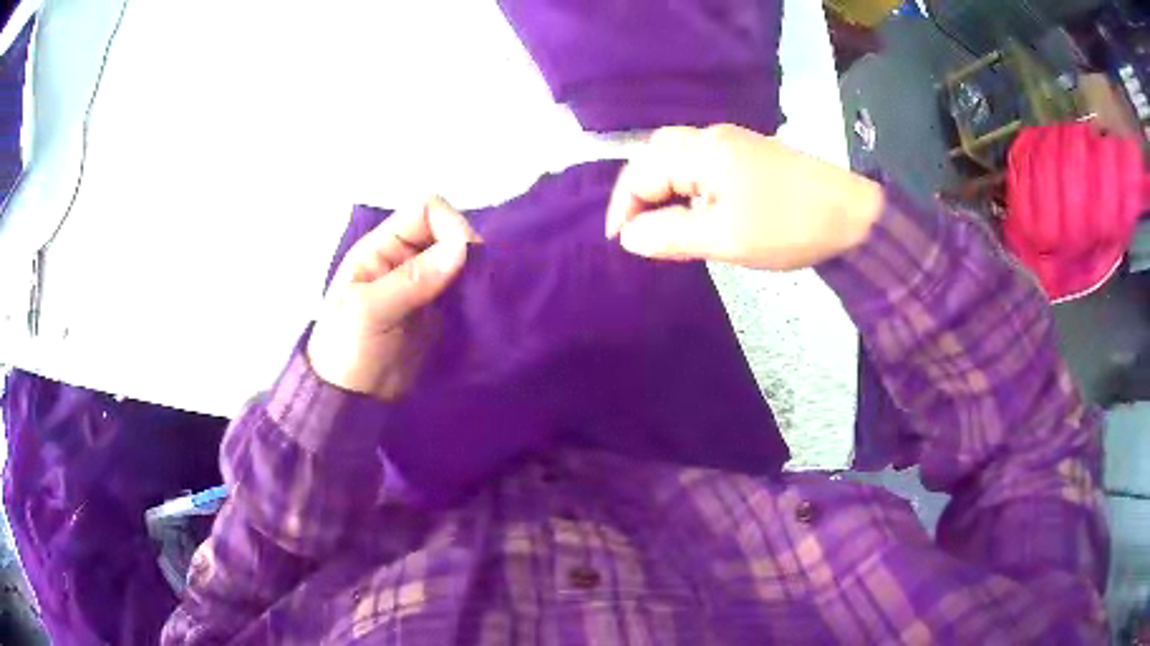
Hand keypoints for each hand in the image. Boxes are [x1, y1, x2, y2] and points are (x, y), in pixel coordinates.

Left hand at [307, 197, 477, 399]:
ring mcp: (423, 286)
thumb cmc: (346, 351)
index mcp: (381, 248)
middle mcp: (405, 259)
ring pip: (461, 261)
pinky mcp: (439, 312)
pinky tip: (481, 309)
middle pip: (448, 232)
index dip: (450, 225)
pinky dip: (477, 295)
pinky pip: (465, 290)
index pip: (426, 210)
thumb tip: (463, 248)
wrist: (351, 400)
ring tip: (483, 297)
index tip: (466, 259)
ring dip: (475, 274)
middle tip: (478, 283)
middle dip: (468, 250)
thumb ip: (412, 279)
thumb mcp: (369, 311)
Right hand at [606, 124, 884, 269]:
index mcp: (702, 151)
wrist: (855, 217)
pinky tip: (700, 214)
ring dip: (666, 192)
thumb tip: (628, 237)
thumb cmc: (789, 227)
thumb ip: (670, 235)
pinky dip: (690, 189)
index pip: (641, 171)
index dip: (624, 207)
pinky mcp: (751, 156)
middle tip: (642, 231)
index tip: (621, 244)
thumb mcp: (725, 238)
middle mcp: (712, 138)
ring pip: (681, 161)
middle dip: (642, 193)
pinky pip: (704, 167)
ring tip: (667, 228)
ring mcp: (734, 144)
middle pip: (657, 156)